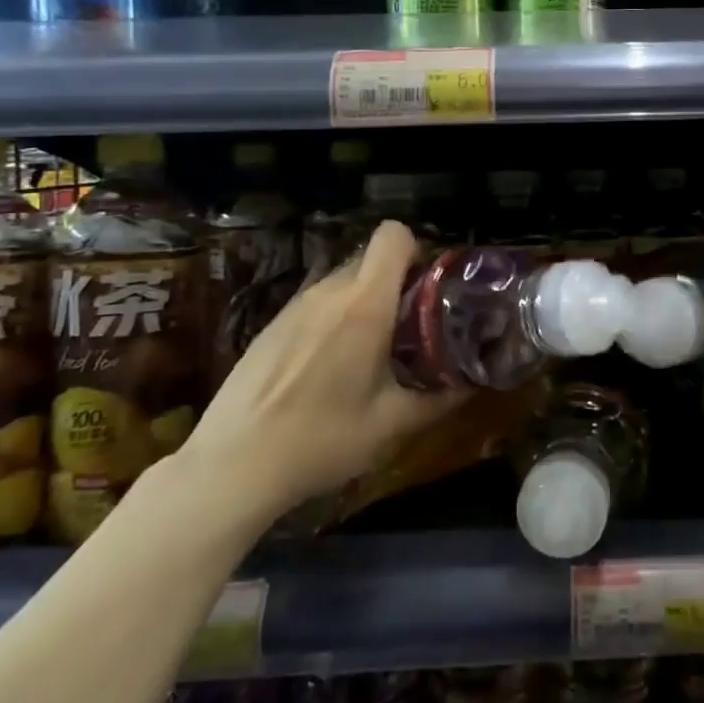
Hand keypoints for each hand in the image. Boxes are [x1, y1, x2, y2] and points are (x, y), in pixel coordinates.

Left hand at [171, 220, 463, 540]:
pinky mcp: (271, 324)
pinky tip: (328, 366)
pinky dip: (334, 318)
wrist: (231, 466)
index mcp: (364, 305)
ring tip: (372, 348)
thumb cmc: (321, 440)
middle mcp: (329, 292)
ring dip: (364, 300)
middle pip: (371, 258)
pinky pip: (316, 303)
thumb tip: (472, 385)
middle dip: (396, 281)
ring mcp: (294, 305)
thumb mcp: (391, 425)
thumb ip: (439, 399)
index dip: (417, 250)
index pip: (393, 236)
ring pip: (342, 281)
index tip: (429, 287)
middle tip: (410, 324)